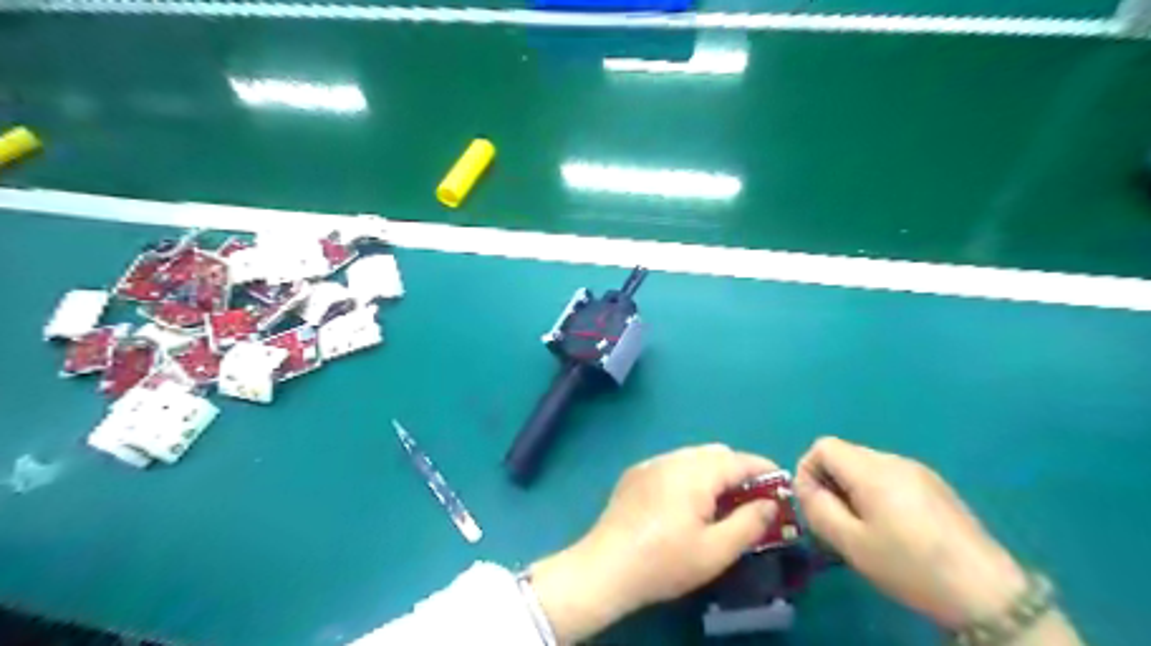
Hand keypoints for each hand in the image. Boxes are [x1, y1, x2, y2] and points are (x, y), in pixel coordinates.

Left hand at [530, 447, 781, 643]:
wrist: (607, 566)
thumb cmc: (665, 561)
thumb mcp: (716, 550)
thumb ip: (749, 523)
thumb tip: (770, 503)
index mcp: (696, 472)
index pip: (739, 461)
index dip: (764, 470)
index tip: (782, 484)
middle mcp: (674, 458)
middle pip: (715, 454)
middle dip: (738, 470)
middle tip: (751, 499)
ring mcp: (651, 463)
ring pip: (692, 457)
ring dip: (712, 472)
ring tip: (719, 502)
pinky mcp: (635, 473)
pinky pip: (671, 464)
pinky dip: (688, 474)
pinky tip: (685, 501)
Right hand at [802, 437, 1024, 627]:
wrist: (987, 594)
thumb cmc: (910, 567)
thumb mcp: (851, 543)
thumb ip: (817, 508)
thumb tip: (806, 487)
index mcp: (872, 470)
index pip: (823, 446)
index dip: (808, 470)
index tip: (815, 505)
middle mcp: (894, 460)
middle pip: (844, 454)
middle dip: (830, 482)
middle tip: (837, 522)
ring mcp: (919, 471)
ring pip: (866, 466)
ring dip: (853, 489)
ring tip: (865, 528)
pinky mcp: (936, 486)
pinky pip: (890, 477)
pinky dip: (877, 493)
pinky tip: (894, 529)